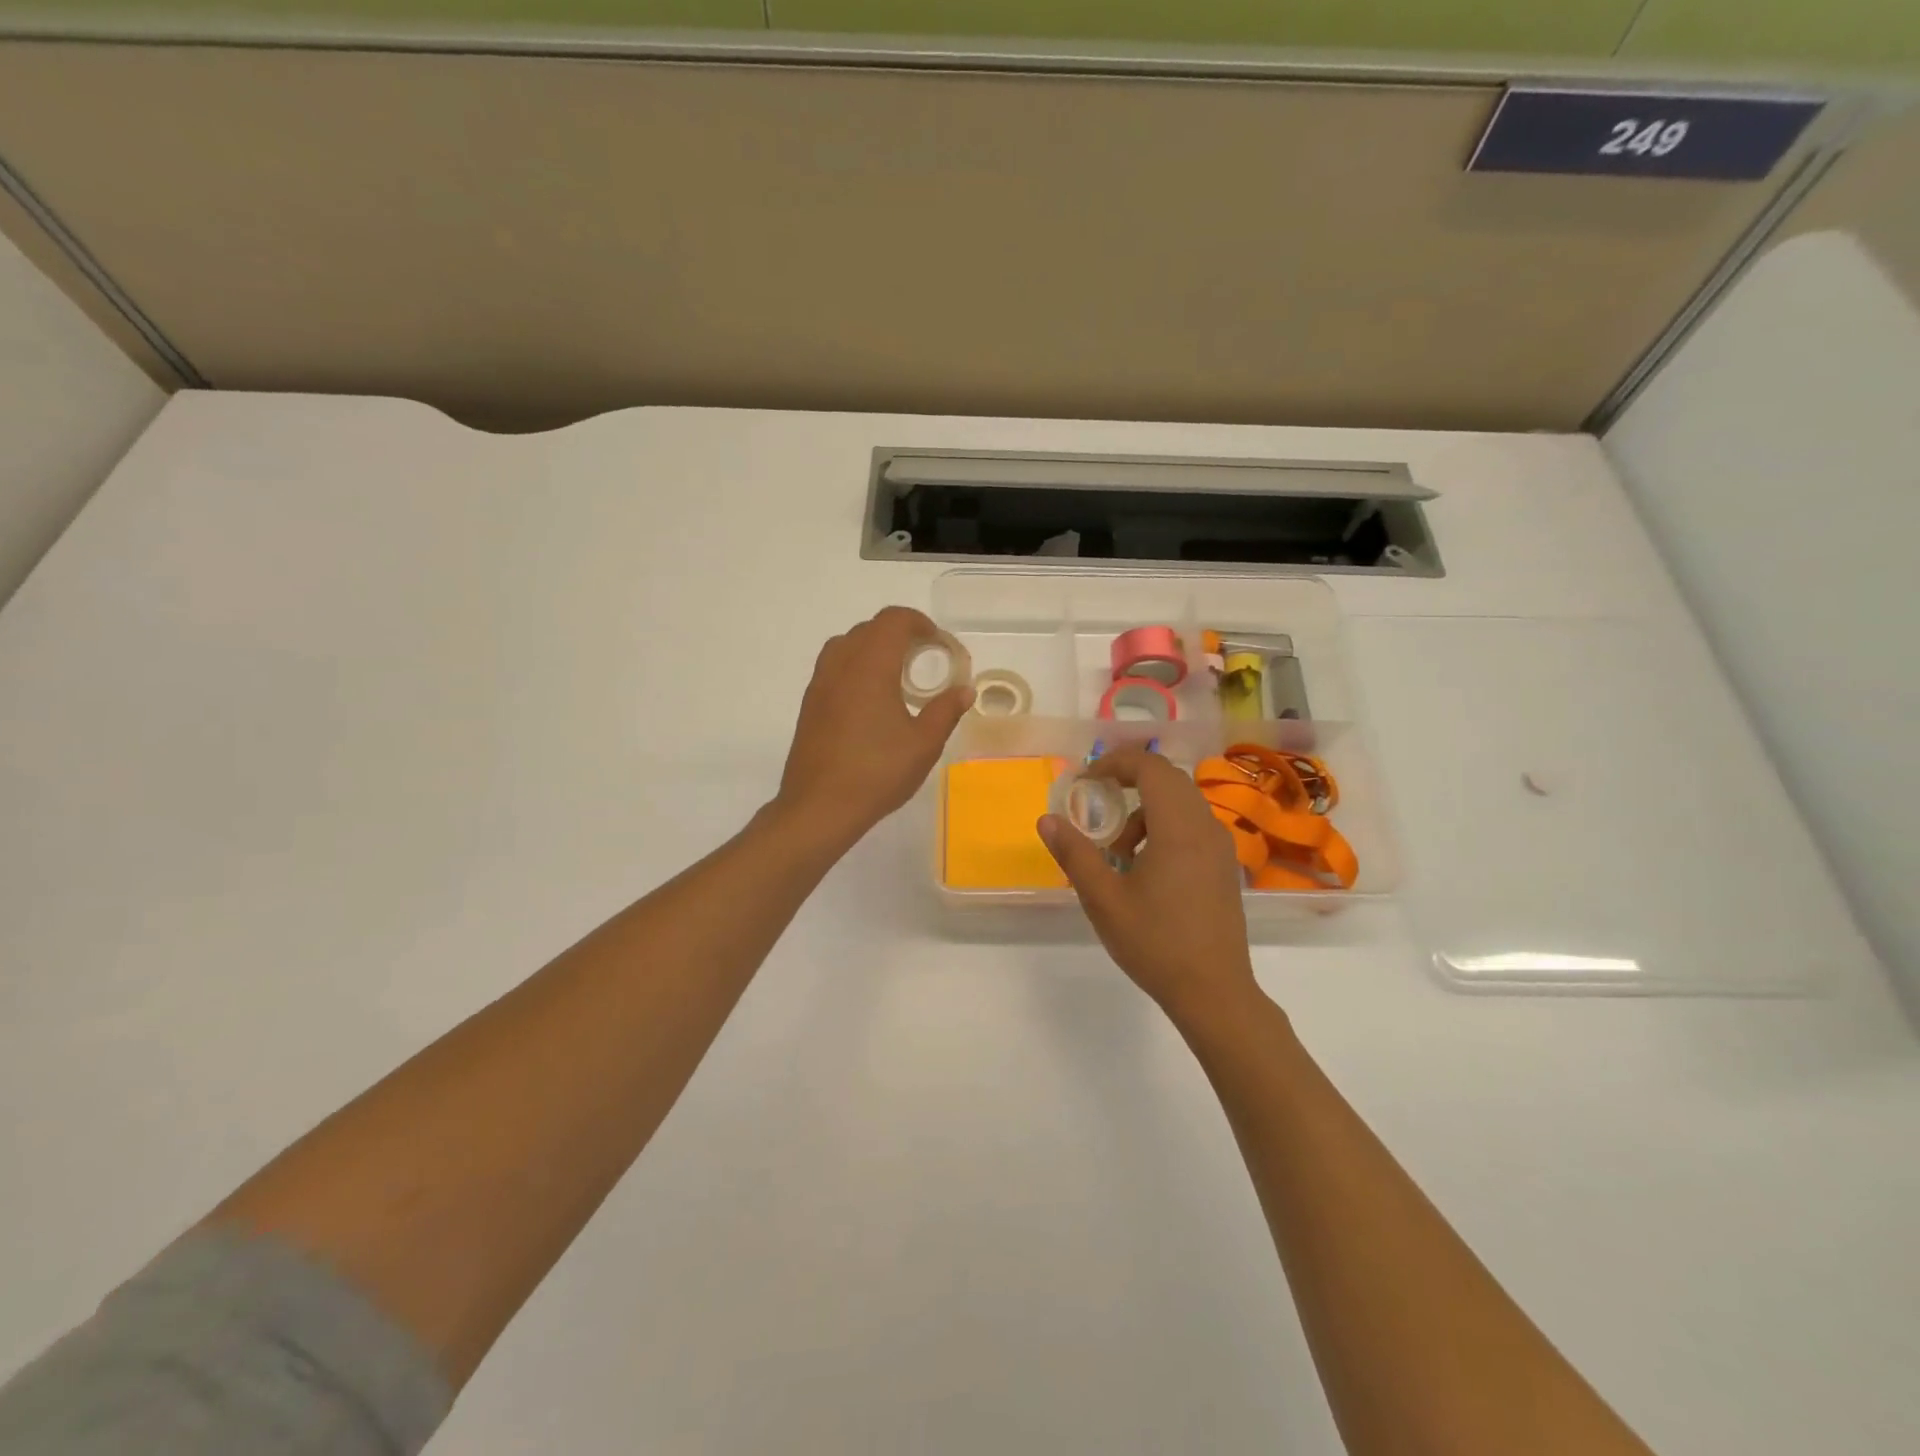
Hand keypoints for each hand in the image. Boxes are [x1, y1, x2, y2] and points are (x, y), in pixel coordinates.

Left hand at [776, 607, 973, 845]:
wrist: (819, 807)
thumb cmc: (876, 772)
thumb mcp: (923, 744)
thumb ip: (946, 711)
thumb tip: (964, 691)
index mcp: (870, 666)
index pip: (893, 620)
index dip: (919, 623)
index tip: (939, 644)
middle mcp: (840, 665)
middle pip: (869, 629)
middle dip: (899, 634)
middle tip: (924, 660)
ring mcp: (820, 684)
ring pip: (846, 645)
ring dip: (873, 649)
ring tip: (896, 676)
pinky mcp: (810, 705)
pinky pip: (834, 668)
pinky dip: (856, 668)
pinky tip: (871, 702)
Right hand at [1039, 745, 1260, 1025]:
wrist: (1214, 992)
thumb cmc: (1155, 943)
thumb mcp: (1104, 899)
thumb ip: (1075, 853)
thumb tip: (1047, 819)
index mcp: (1178, 828)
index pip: (1150, 767)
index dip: (1115, 762)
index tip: (1086, 779)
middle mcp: (1205, 826)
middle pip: (1168, 778)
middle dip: (1129, 780)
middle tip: (1096, 802)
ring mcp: (1219, 846)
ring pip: (1181, 802)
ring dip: (1145, 809)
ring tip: (1118, 852)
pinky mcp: (1223, 865)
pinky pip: (1192, 825)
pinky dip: (1163, 827)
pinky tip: (1145, 868)